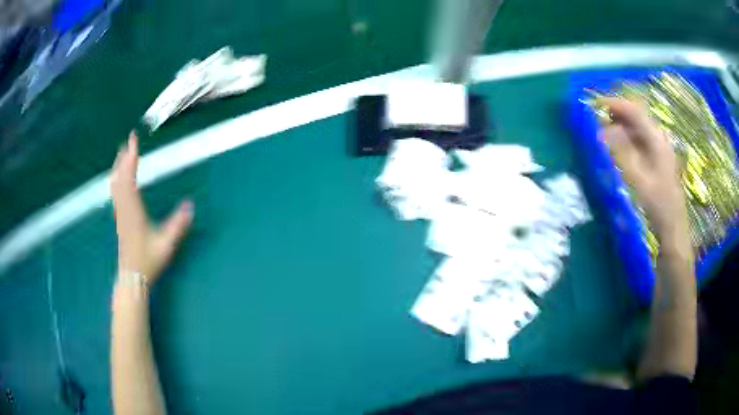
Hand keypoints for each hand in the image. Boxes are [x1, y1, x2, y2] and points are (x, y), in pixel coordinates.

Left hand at [111, 131, 192, 286]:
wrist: (132, 278)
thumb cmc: (148, 261)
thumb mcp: (166, 244)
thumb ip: (178, 225)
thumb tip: (190, 204)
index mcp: (133, 211)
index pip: (129, 178)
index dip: (131, 158)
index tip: (133, 140)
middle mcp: (123, 208)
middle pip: (120, 177)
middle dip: (124, 157)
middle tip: (129, 140)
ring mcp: (119, 213)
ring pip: (115, 185)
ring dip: (118, 167)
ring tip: (122, 154)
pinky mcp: (119, 218)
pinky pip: (115, 192)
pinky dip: (117, 179)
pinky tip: (119, 178)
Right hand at [599, 97, 687, 247]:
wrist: (673, 227)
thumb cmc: (657, 205)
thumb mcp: (638, 180)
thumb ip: (621, 153)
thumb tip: (603, 131)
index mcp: (657, 140)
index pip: (634, 111)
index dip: (614, 104)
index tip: (594, 105)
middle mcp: (659, 138)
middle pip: (636, 116)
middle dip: (616, 114)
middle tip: (597, 119)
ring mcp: (659, 148)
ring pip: (637, 128)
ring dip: (620, 126)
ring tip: (604, 133)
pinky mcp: (657, 158)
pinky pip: (640, 140)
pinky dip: (627, 139)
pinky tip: (618, 148)